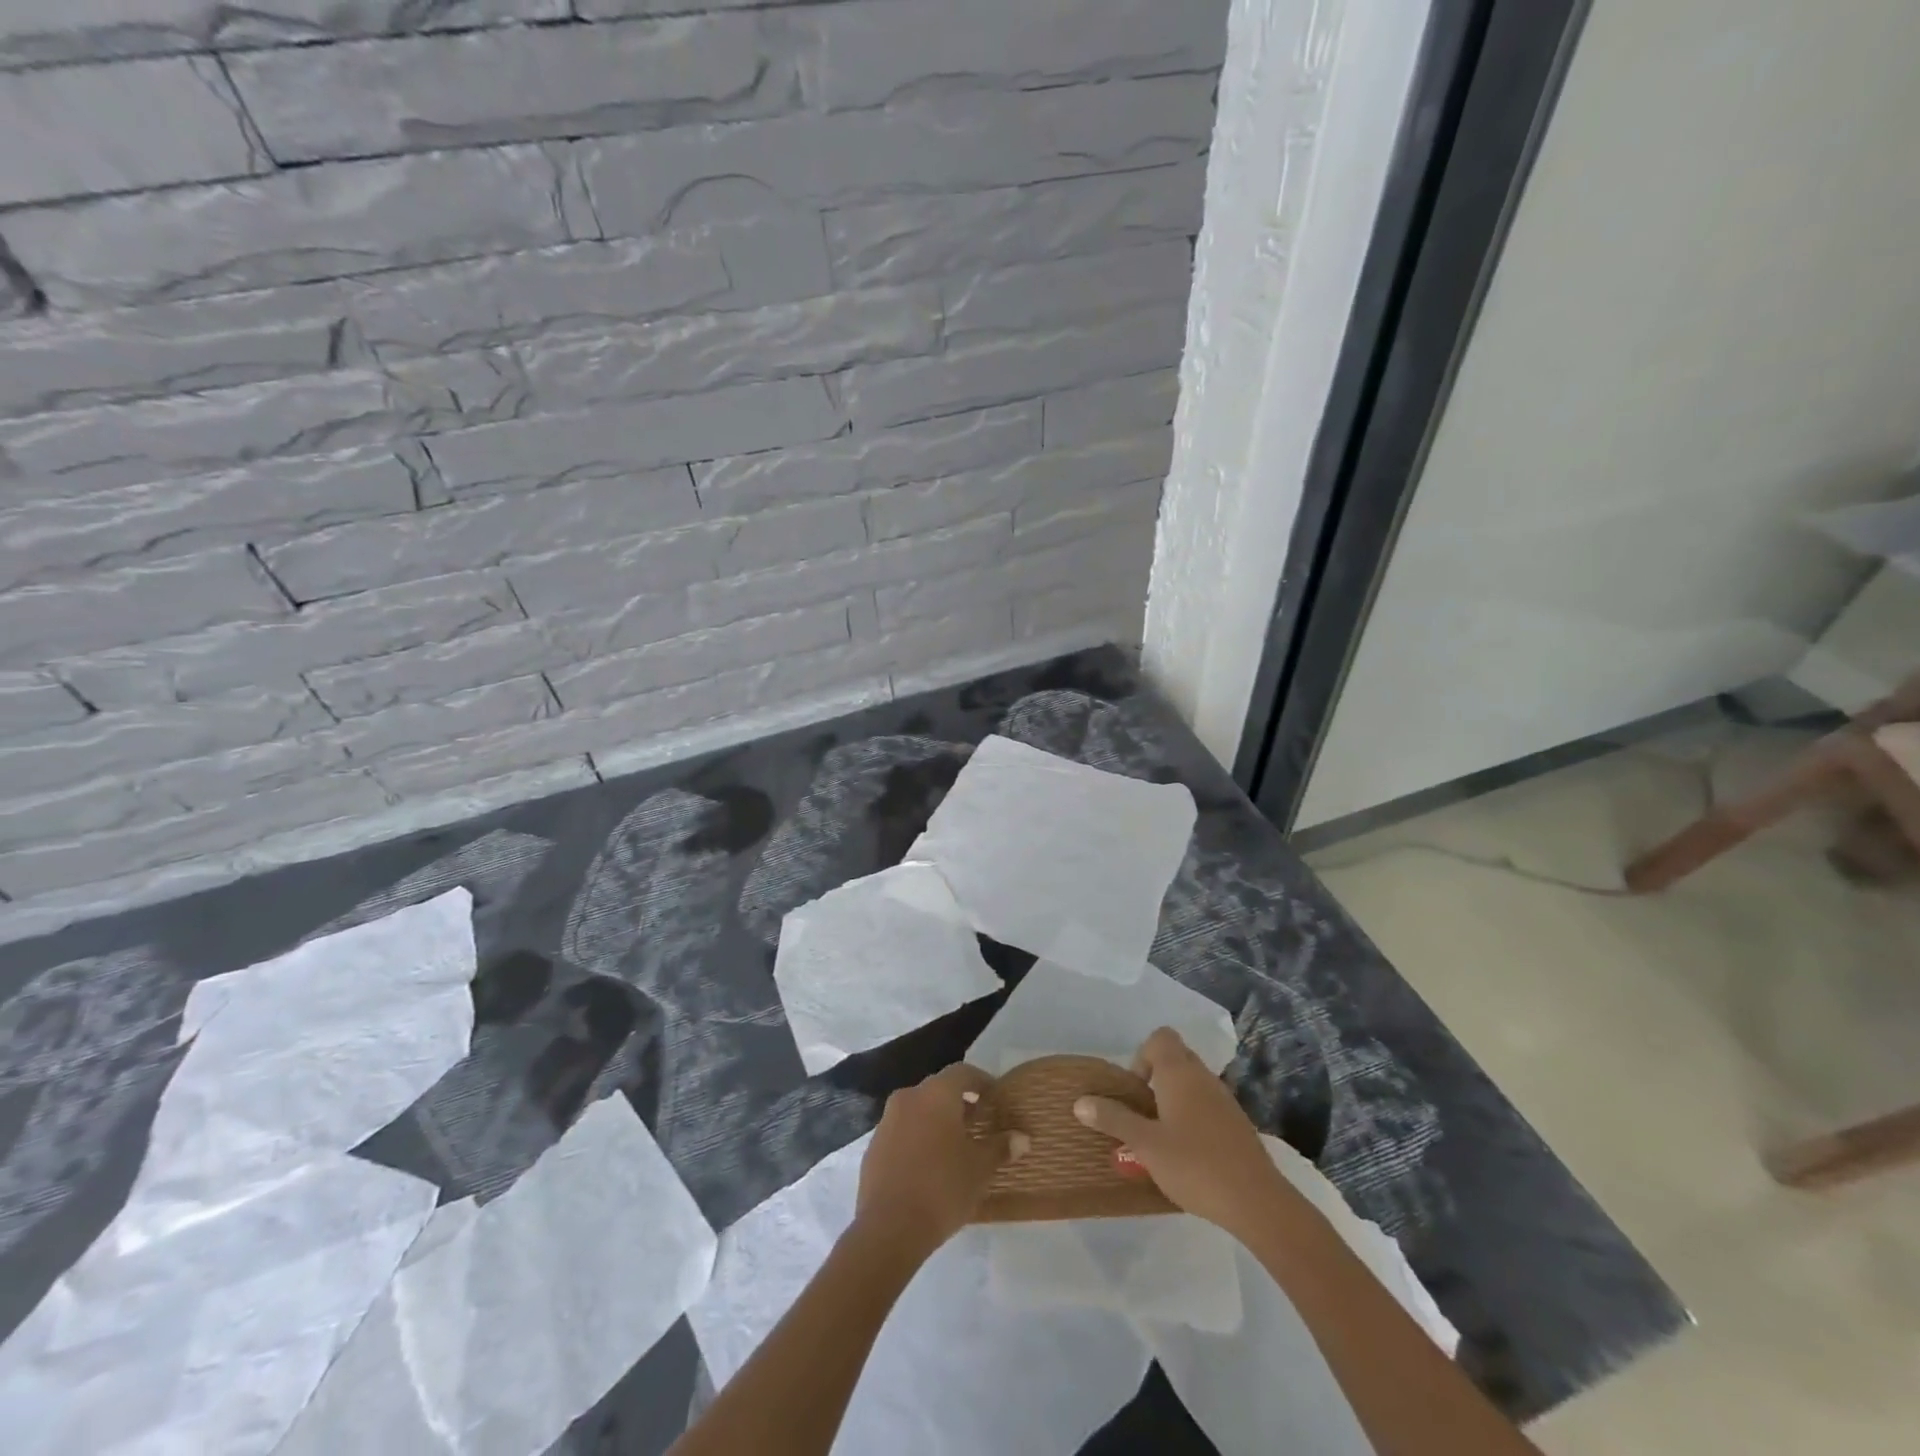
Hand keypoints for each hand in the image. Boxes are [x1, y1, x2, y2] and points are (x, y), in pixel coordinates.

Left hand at [855, 1064, 1027, 1257]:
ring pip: (918, 1110)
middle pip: (938, 1089)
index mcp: (936, 1094)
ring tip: (955, 1147)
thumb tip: (1022, 1137)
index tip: (995, 1098)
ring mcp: (887, 1121)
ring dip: (936, 1121)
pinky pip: (902, 1131)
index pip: (962, 1072)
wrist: (888, 1228)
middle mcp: (909, 1097)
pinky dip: (918, 1138)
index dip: (981, 1081)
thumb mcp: (980, 1169)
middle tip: (978, 1123)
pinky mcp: (874, 1146)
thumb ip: (1000, 1147)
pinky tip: (929, 1166)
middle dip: (959, 1102)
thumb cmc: (942, 1188)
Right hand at [1074, 1027, 1294, 1238]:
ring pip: (1192, 1084)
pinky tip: (1187, 1153)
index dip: (1142, 1055)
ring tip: (1160, 1136)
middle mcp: (1203, 1076)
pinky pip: (1207, 1105)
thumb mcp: (1146, 1145)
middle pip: (1175, 1058)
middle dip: (1155, 1079)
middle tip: (1142, 1113)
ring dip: (1173, 1100)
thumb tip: (1080, 1101)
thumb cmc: (1194, 1165)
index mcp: (1179, 1072)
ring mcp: (1224, 1099)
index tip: (1135, 1090)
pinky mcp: (1237, 1124)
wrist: (1257, 1202)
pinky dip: (1192, 1118)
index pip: (1160, 1037)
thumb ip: (1114, 1120)